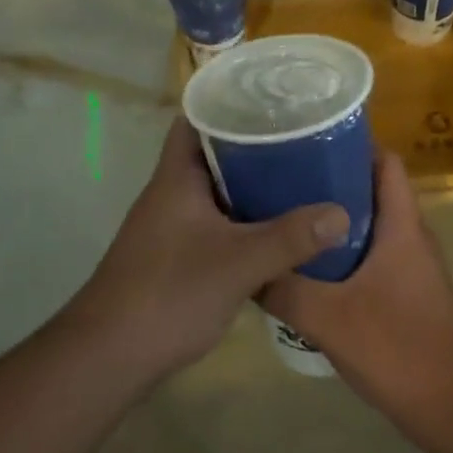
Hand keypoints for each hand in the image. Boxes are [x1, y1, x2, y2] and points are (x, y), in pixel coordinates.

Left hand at [65, 117, 349, 384]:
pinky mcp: (175, 254)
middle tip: (299, 137)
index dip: (229, 102)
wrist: (111, 354)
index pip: (196, 118)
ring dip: (249, 184)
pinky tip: (275, 229)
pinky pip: (215, 221)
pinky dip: (242, 218)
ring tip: (297, 176)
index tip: (270, 99)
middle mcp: (171, 192)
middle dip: (252, 144)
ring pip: (215, 190)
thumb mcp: (238, 263)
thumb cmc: (169, 292)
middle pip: (212, 153)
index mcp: (177, 177)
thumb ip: (290, 238)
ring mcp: (170, 225)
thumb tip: (342, 213)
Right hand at [261, 151, 452, 448]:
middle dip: (328, 176)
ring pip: (367, 221)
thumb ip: (283, 289)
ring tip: (284, 212)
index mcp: (402, 225)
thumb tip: (242, 265)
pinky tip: (304, 261)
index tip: (306, 139)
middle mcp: (409, 235)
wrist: (452, 410)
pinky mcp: (403, 289)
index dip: (351, 142)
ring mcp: (409, 263)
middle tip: (280, 175)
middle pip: (370, 186)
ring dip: (330, 215)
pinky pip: (368, 251)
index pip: (385, 161)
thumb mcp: (327, 319)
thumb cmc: (398, 350)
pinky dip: (338, 247)